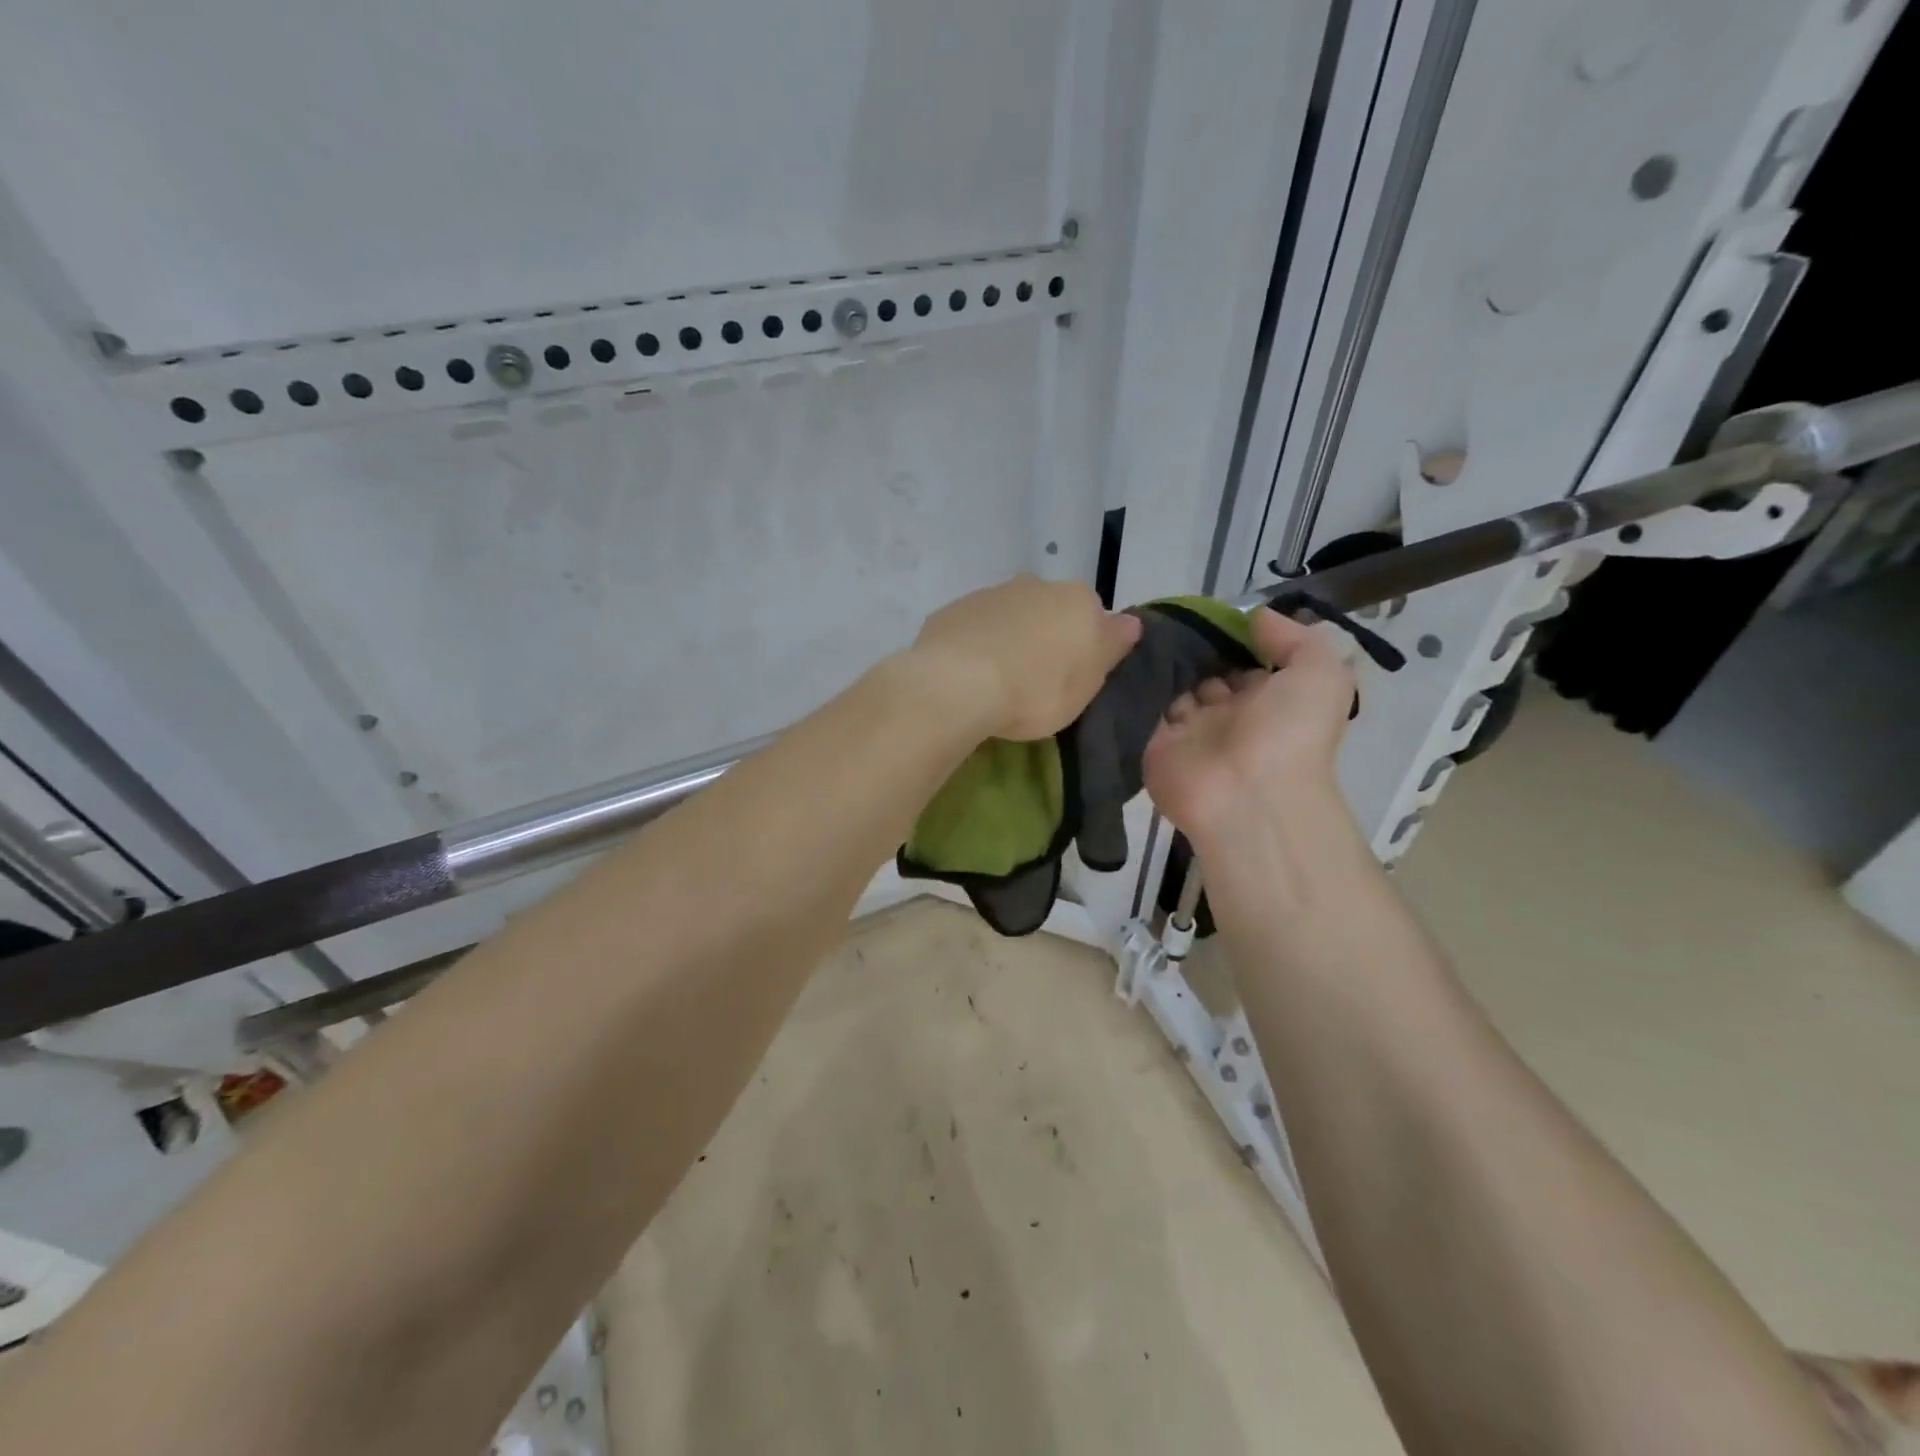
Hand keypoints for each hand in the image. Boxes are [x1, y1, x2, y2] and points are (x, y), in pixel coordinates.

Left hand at [905, 575, 1141, 740]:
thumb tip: (1130, 622)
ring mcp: (991, 594)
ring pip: (1011, 615)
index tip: (1073, 677)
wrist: (957, 684)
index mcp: (1078, 600)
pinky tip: (968, 674)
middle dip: (1047, 637)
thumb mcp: (1087, 683)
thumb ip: (1110, 647)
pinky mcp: (953, 610)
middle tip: (1037, 680)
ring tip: (999, 680)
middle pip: (1051, 611)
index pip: (1094, 617)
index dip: (1086, 647)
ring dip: (1010, 638)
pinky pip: (975, 628)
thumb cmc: (1036, 691)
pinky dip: (977, 644)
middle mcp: (1036, 585)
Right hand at [1142, 607, 1355, 846]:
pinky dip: (1133, 688)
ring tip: (1141, 632)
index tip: (1207, 612)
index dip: (1229, 636)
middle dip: (1188, 648)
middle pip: (1202, 672)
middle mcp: (1228, 715)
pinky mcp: (1154, 745)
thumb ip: (1293, 638)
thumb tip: (1254, 617)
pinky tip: (1124, 659)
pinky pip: (1141, 710)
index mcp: (1267, 700)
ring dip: (1159, 664)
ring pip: (1170, 688)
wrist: (1249, 795)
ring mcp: (1189, 732)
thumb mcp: (1319, 673)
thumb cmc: (1289, 732)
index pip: (1242, 661)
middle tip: (1167, 619)